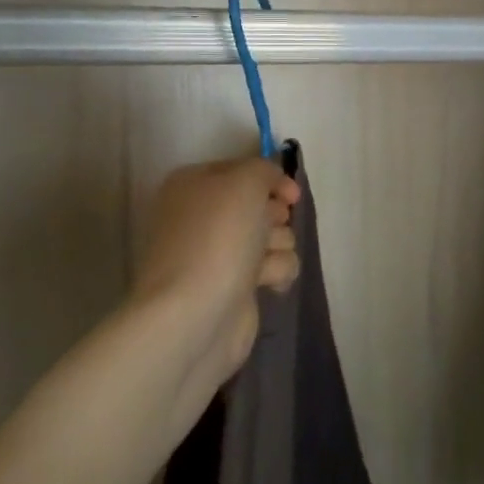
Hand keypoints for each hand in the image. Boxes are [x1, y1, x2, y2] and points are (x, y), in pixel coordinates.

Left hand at [130, 156, 301, 385]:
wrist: (196, 314)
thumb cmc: (217, 237)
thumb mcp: (244, 182)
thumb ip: (263, 170)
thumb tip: (273, 185)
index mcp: (193, 185)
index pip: (242, 170)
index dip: (271, 179)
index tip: (291, 194)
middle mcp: (202, 217)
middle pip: (261, 205)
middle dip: (275, 216)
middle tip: (271, 227)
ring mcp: (218, 254)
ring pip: (273, 235)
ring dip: (278, 245)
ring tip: (263, 262)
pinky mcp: (235, 286)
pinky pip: (273, 267)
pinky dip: (276, 272)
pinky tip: (268, 283)